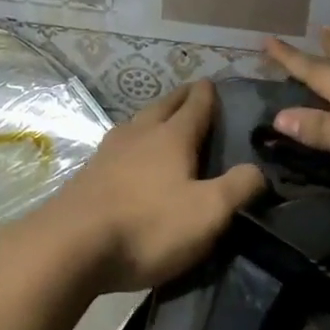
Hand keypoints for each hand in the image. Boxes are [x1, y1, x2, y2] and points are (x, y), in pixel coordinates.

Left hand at [45, 80, 266, 292]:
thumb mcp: (208, 213)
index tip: (211, 83)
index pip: (195, 106)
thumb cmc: (148, 226)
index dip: (206, 94)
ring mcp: (108, 153)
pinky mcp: (88, 175)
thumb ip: (238, 188)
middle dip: (179, 98)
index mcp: (171, 137)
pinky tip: (128, 156)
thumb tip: (258, 170)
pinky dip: (131, 142)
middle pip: (162, 107)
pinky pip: (117, 146)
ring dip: (152, 117)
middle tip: (191, 93)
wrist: (71, 246)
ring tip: (160, 120)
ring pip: (136, 123)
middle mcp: (139, 135)